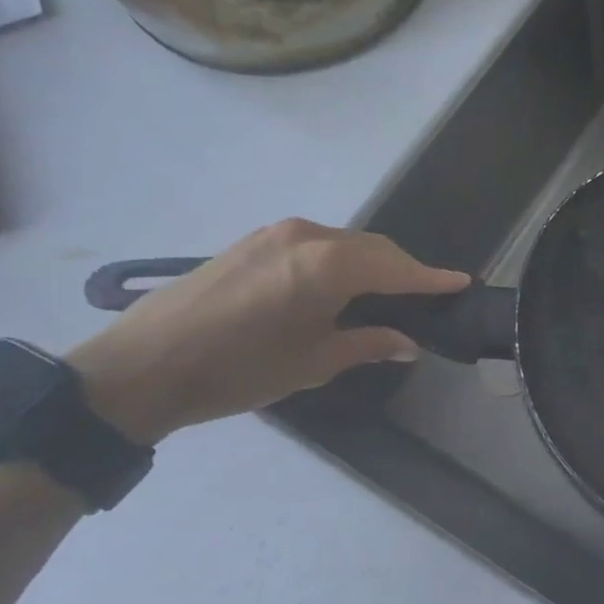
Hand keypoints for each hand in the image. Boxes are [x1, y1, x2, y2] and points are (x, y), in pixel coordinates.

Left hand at [67, 220, 469, 444]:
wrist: (142, 366)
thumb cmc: (238, 370)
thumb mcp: (314, 362)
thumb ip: (369, 344)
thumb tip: (409, 342)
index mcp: (327, 266)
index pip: (397, 268)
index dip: (432, 279)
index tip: (462, 283)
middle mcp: (307, 236)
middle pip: (374, 248)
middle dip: (404, 270)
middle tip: (426, 298)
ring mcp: (277, 234)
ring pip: (346, 243)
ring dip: (372, 264)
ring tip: (387, 295)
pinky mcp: (254, 240)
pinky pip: (316, 243)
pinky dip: (341, 260)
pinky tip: (341, 286)